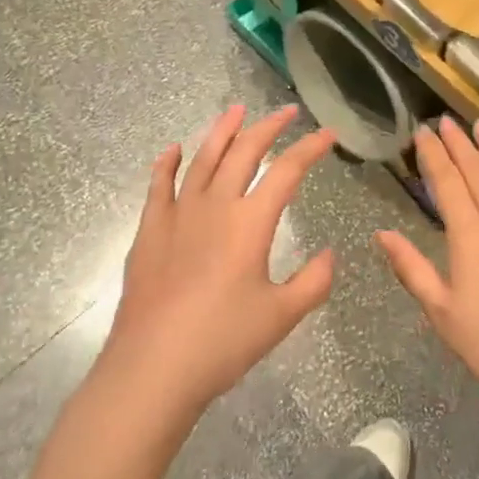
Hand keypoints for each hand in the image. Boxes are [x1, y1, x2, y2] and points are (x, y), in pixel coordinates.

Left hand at [105, 105, 338, 414]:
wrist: (152, 368)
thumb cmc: (223, 342)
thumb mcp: (282, 316)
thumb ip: (313, 281)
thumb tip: (329, 255)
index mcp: (251, 222)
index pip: (288, 170)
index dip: (310, 147)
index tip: (328, 133)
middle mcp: (215, 206)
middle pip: (244, 152)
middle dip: (269, 126)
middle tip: (287, 111)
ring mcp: (177, 214)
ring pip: (202, 159)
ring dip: (222, 132)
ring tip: (236, 110)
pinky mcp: (149, 231)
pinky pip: (159, 186)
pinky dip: (168, 164)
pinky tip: (173, 150)